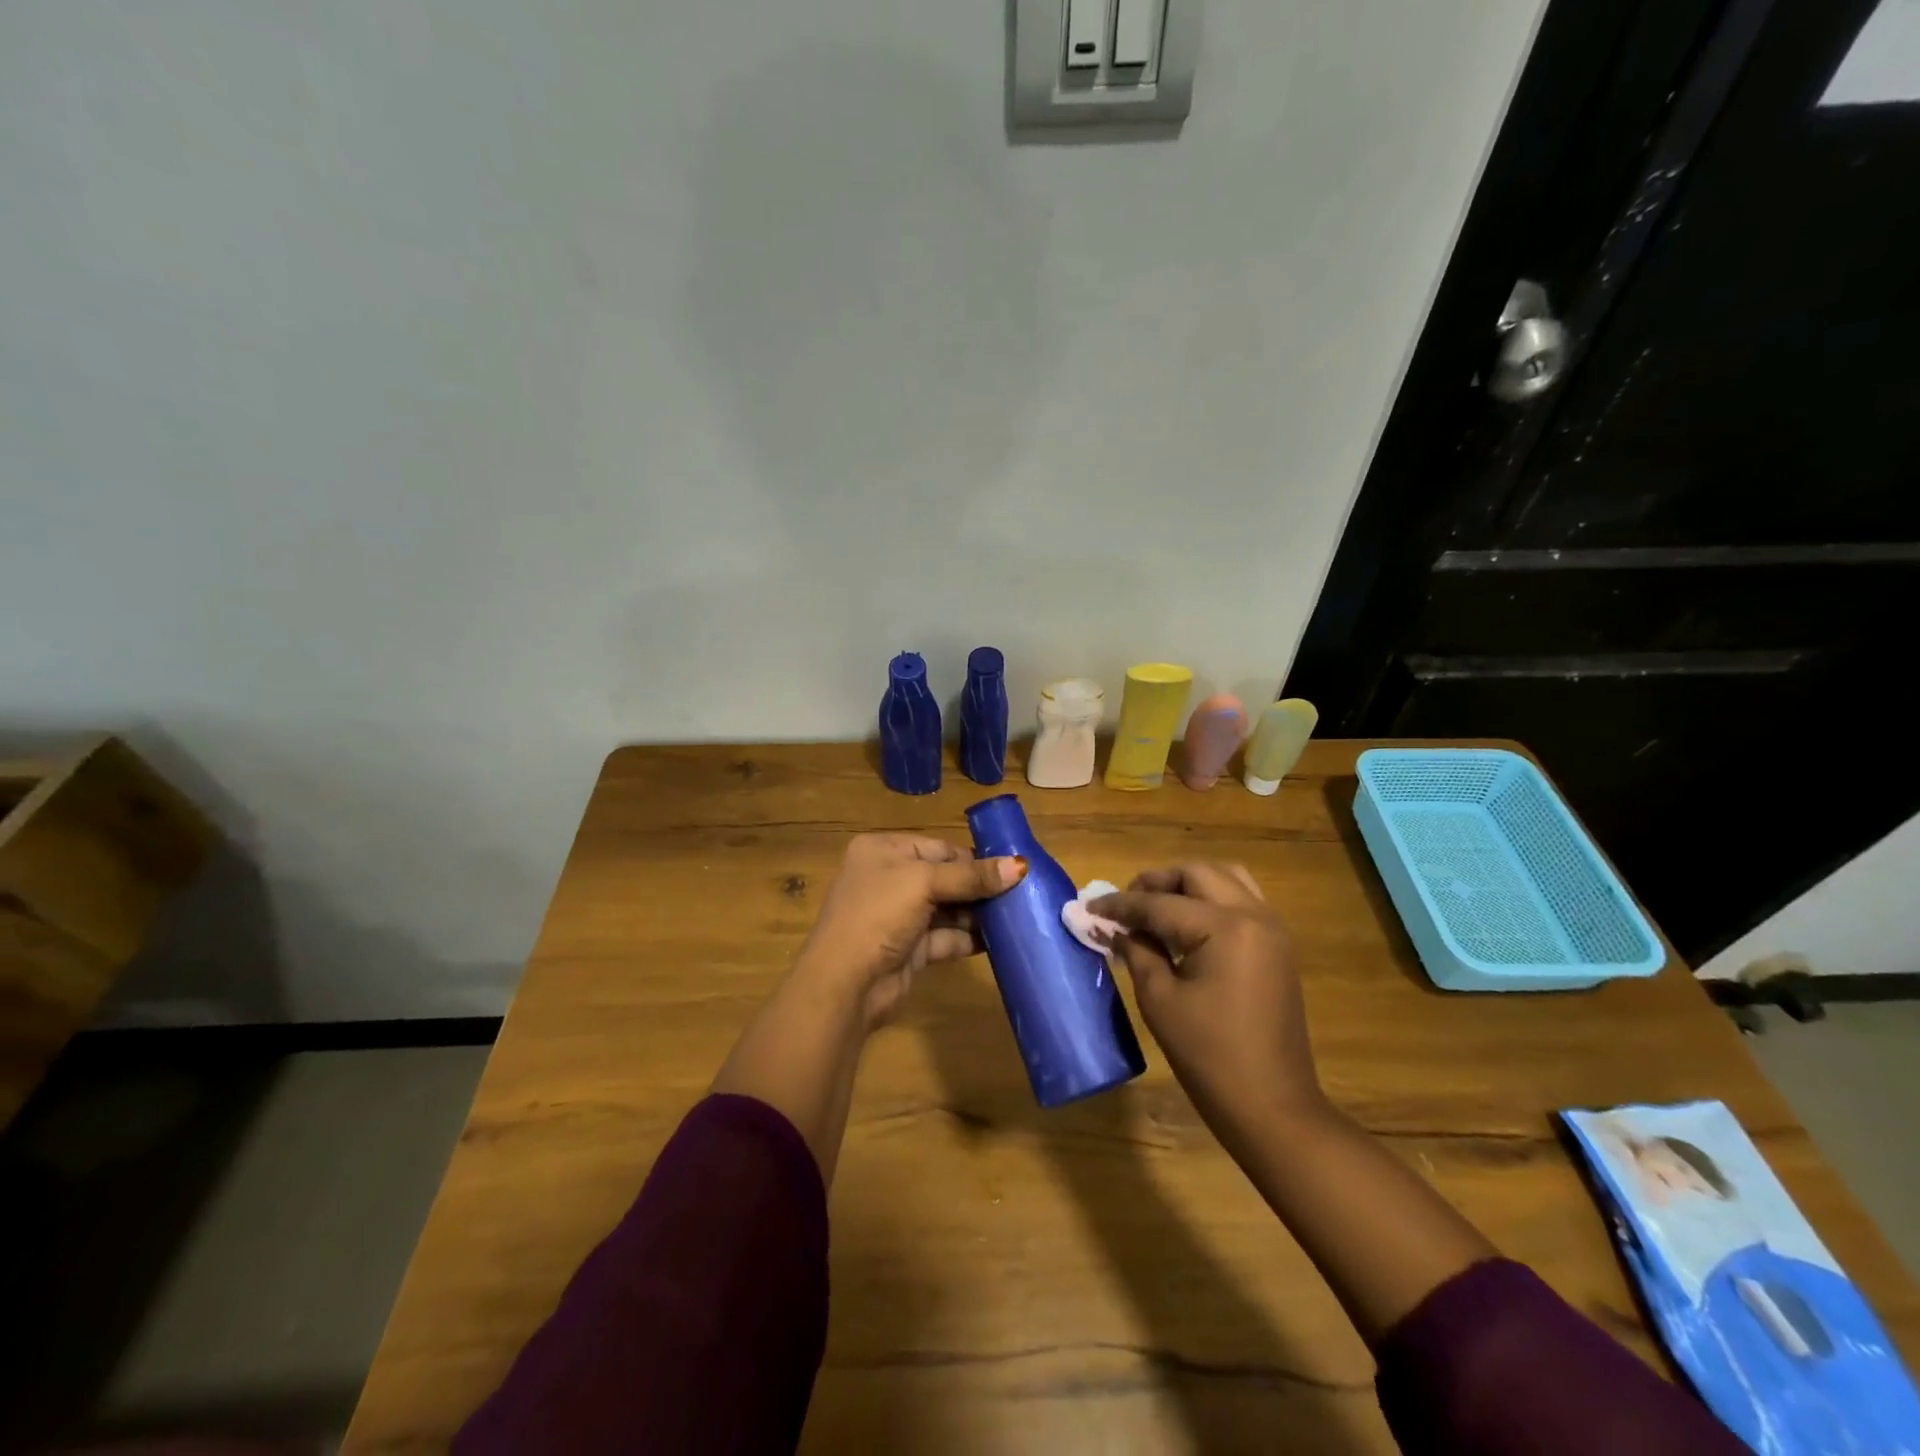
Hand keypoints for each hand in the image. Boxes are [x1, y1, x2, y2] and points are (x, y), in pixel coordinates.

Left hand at [797, 833, 1025, 1026]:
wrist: (845, 984)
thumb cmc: (878, 915)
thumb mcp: (924, 884)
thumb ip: (972, 876)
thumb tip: (1021, 866)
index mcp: (883, 851)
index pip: (937, 847)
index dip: (972, 858)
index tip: (1011, 869)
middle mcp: (889, 879)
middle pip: (945, 877)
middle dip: (979, 887)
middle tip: (1020, 894)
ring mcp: (898, 916)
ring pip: (947, 908)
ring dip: (978, 913)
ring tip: (1016, 915)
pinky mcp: (909, 949)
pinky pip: (946, 937)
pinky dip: (969, 938)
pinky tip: (999, 940)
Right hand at [1090, 864, 1324, 1135]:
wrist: (1273, 1108)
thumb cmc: (1209, 1056)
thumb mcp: (1159, 1000)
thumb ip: (1136, 951)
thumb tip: (1115, 928)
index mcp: (1225, 928)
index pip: (1160, 903)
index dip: (1120, 905)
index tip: (1089, 906)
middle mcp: (1254, 915)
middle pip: (1197, 874)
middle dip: (1156, 883)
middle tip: (1124, 905)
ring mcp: (1272, 929)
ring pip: (1224, 879)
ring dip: (1186, 885)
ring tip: (1155, 909)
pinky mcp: (1277, 946)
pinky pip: (1241, 901)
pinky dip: (1210, 900)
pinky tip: (1184, 926)